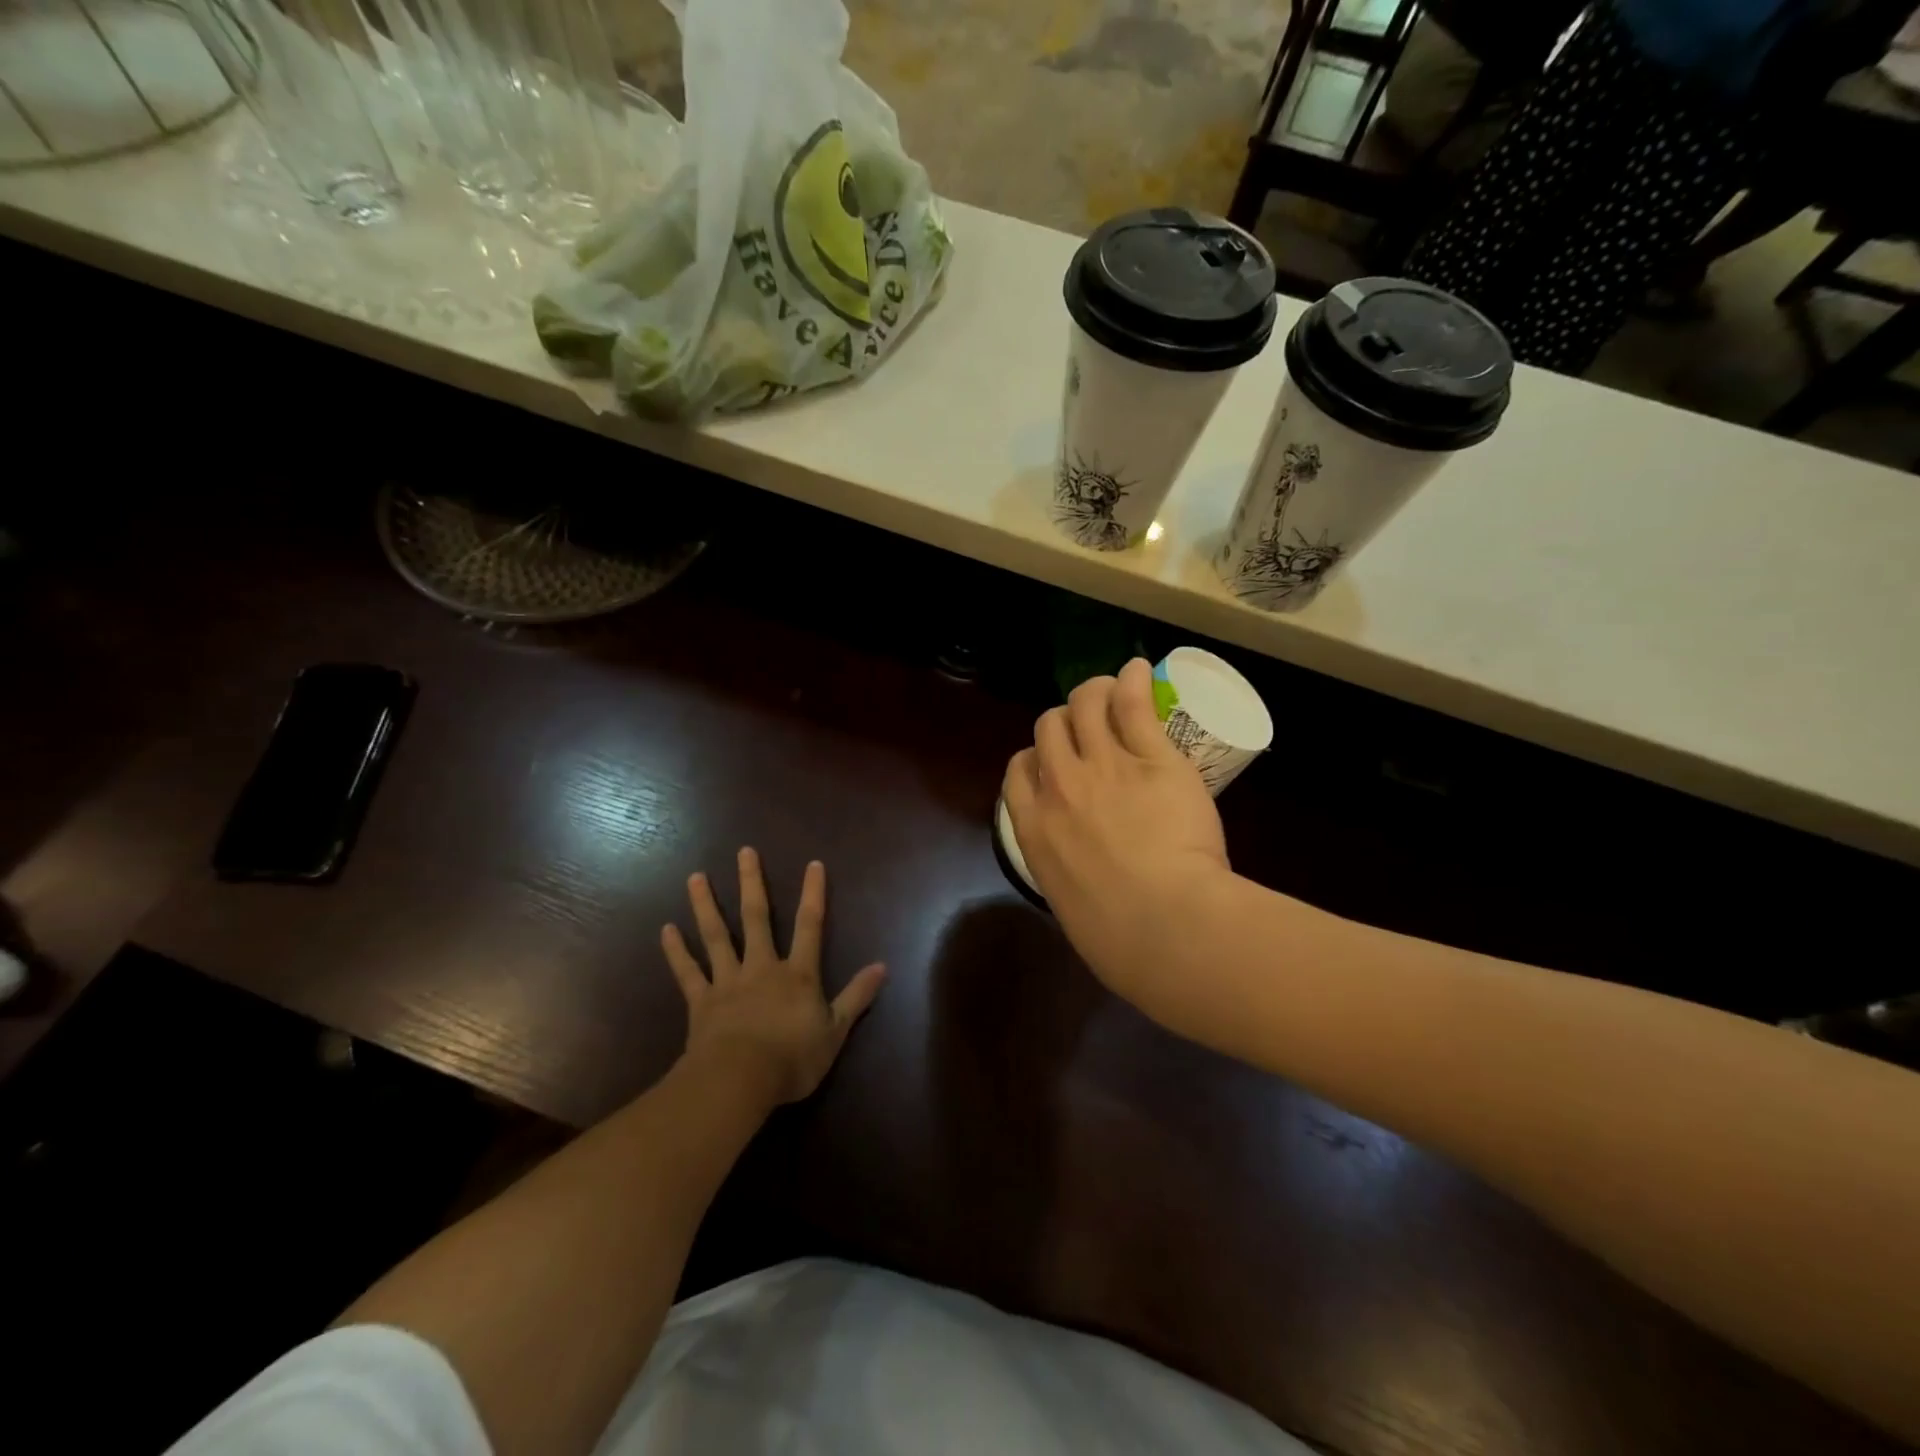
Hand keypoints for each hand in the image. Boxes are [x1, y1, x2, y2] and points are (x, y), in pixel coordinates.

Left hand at [662, 848, 886, 1106]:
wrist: (738, 1081)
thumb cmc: (792, 1059)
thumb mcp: (835, 1031)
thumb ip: (857, 997)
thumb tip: (883, 966)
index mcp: (797, 974)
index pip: (810, 926)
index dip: (813, 894)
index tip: (813, 864)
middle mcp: (762, 967)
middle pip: (757, 918)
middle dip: (752, 883)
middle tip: (744, 851)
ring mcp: (728, 982)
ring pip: (716, 936)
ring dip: (706, 905)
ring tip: (696, 877)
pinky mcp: (701, 1002)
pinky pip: (687, 972)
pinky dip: (676, 951)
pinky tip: (666, 929)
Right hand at [1003, 658, 1230, 1000]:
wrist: (1164, 926)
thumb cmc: (1117, 938)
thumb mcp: (1072, 907)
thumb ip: (1070, 875)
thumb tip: (1086, 879)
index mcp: (1033, 827)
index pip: (1018, 770)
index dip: (1034, 757)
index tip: (1052, 762)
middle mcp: (1060, 786)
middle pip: (1048, 728)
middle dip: (1062, 722)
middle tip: (1086, 725)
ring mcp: (1104, 766)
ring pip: (1085, 706)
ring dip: (1092, 692)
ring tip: (1109, 688)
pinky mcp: (1151, 757)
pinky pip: (1132, 705)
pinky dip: (1131, 681)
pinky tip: (1137, 669)